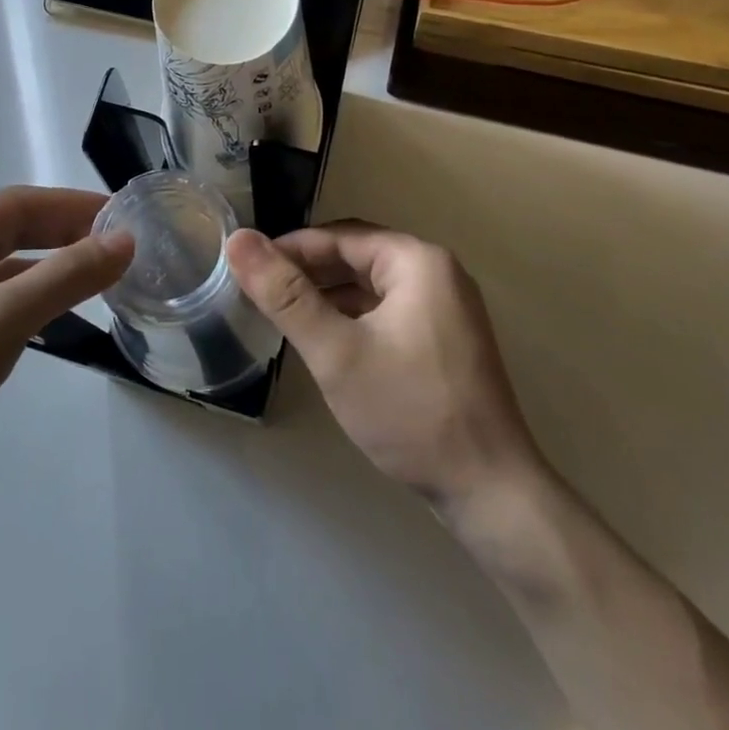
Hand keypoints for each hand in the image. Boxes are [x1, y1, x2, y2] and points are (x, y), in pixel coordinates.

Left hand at [0, 186, 132, 498]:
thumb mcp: (4, 318)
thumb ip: (67, 276)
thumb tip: (125, 241)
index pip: (22, 202)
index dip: (76, 205)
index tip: (124, 216)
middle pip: (14, 227)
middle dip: (66, 232)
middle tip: (119, 244)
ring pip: (7, 262)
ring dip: (51, 263)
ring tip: (99, 272)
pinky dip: (31, 293)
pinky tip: (57, 309)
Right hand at [226, 223, 544, 511]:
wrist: (490, 492)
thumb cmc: (410, 412)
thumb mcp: (335, 351)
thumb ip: (285, 295)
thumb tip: (238, 239)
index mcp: (418, 260)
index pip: (339, 237)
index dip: (289, 249)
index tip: (247, 268)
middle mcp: (437, 271)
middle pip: (357, 255)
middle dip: (308, 270)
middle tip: (260, 292)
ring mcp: (446, 307)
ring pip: (371, 284)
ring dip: (328, 293)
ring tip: (282, 313)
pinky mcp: (445, 338)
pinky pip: (387, 309)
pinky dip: (353, 315)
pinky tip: (324, 337)